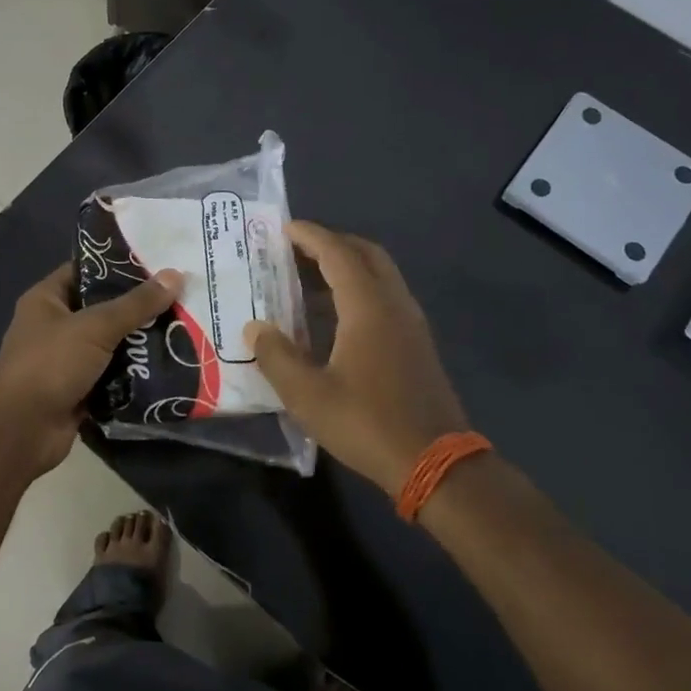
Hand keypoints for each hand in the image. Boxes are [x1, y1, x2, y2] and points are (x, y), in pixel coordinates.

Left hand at [0, 262, 182, 475]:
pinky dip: (134, 373)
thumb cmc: (50, 365)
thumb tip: (176, 274)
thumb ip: (136, 304)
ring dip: (140, 341)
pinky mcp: (78, 390)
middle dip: (138, 307)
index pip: (86, 270)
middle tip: (180, 297)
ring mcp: (66, 360)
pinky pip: (112, 374)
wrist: (21, 432)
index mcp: (47, 299)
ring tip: (182, 327)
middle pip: (103, 308)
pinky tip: (169, 364)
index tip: (159, 263)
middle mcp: (54, 325)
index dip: (119, 265)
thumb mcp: (95, 327)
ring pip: (110, 343)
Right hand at [245, 221, 467, 496]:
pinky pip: (386, 296)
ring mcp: (411, 323)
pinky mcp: (417, 344)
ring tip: (310, 277)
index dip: (310, 236)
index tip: (284, 227)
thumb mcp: (308, 395)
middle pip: (366, 254)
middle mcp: (394, 304)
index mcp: (368, 307)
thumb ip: (277, 357)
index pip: (338, 254)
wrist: (435, 463)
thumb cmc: (367, 423)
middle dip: (332, 243)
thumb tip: (255, 328)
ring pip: (380, 274)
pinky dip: (360, 287)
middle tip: (296, 249)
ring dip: (348, 265)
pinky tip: (337, 315)